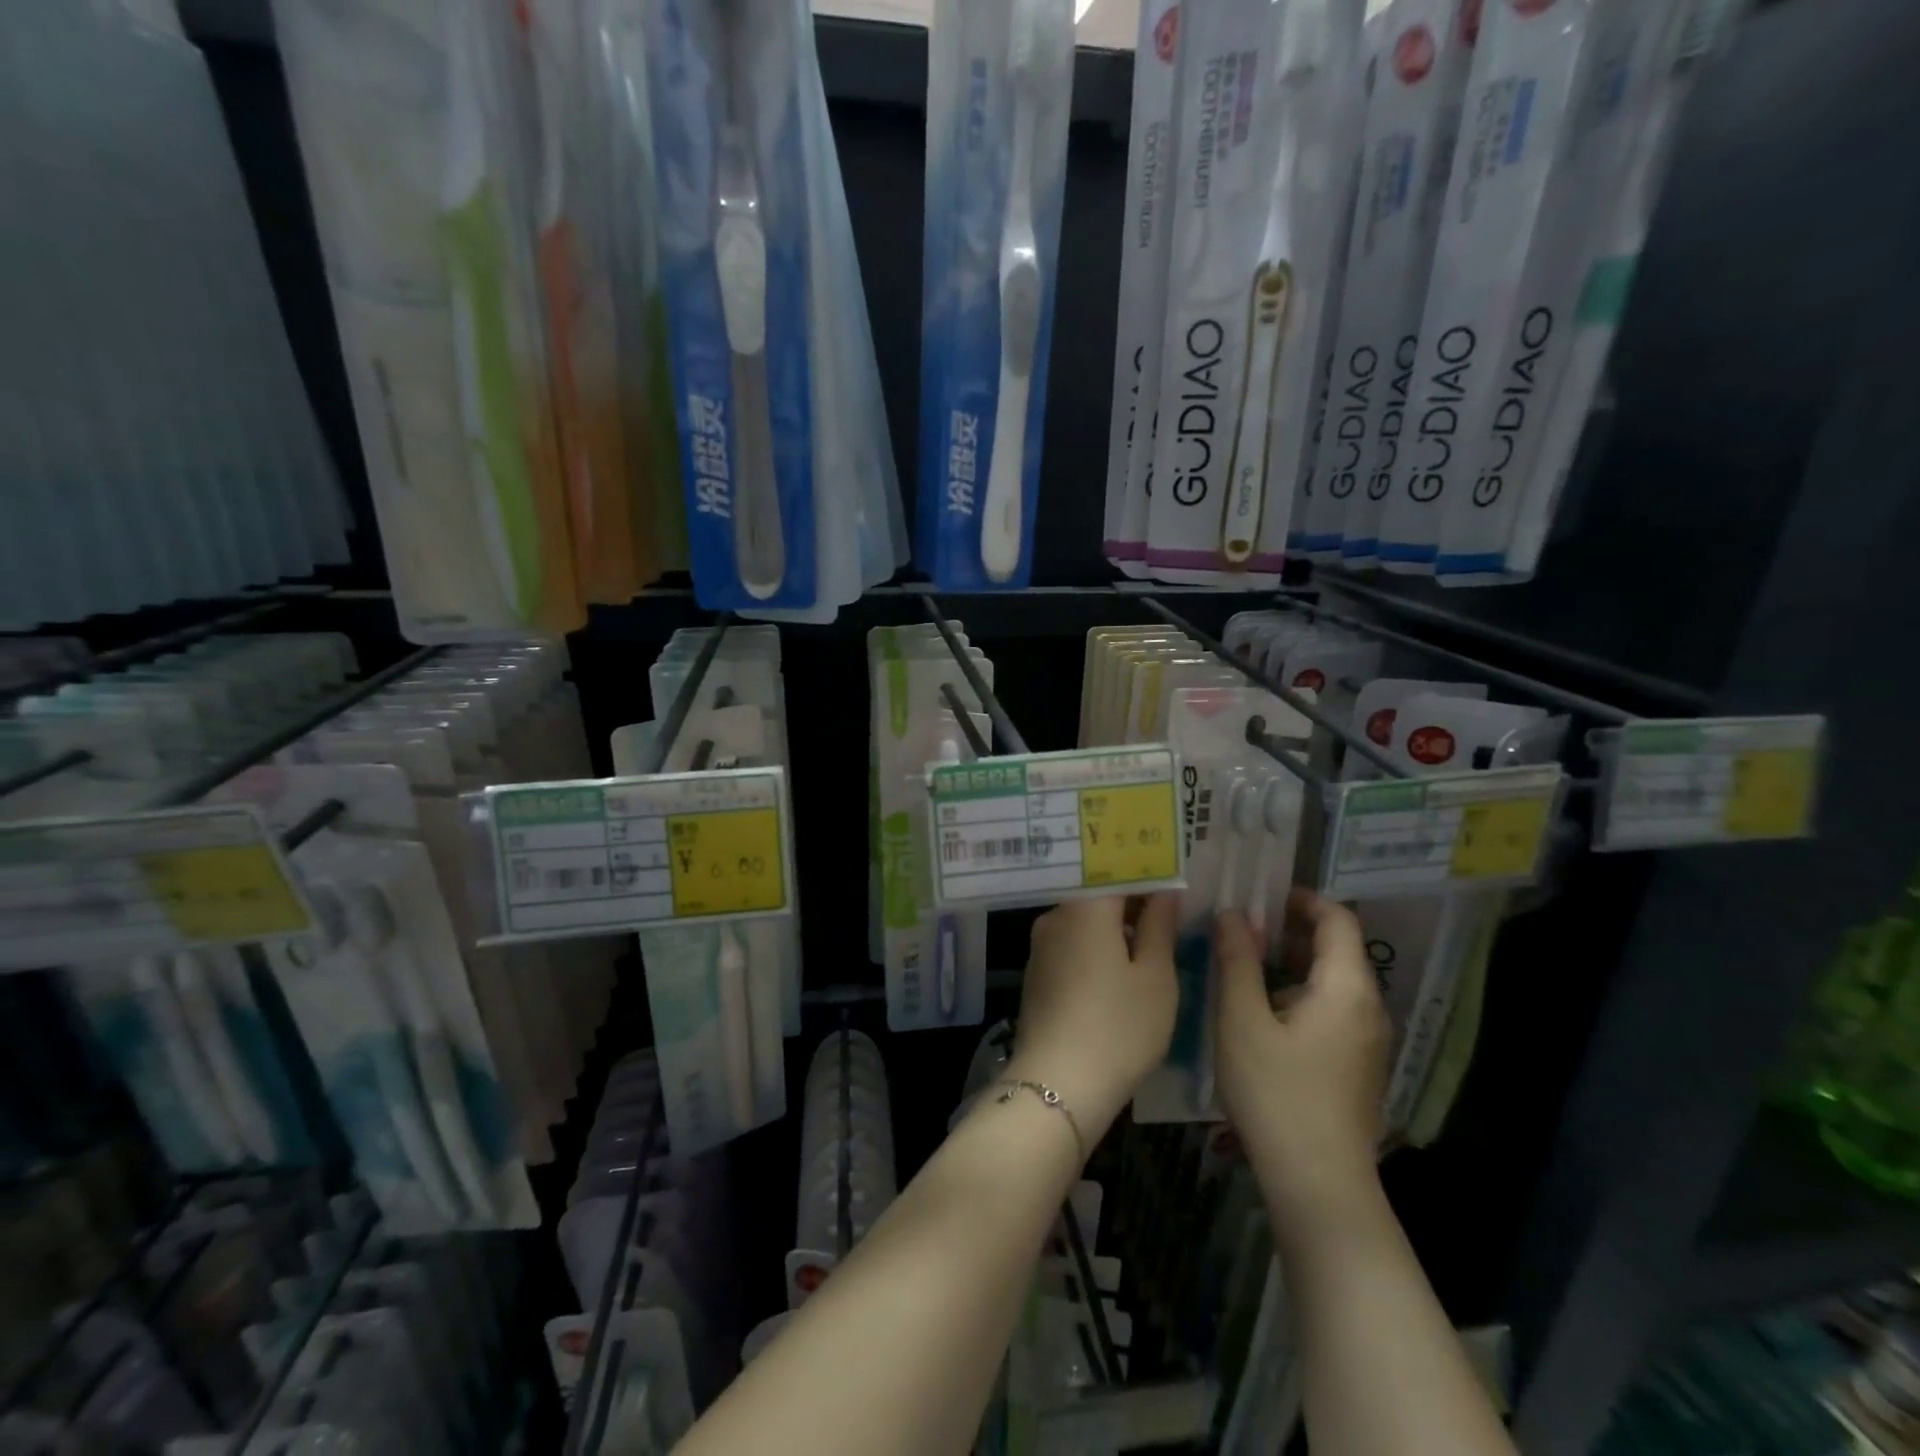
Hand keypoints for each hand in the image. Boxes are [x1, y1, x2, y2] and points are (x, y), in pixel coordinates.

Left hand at [1012, 894, 1179, 1136]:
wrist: (1058, 1085)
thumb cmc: (1119, 1026)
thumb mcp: (1156, 977)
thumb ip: (1160, 926)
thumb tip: (1165, 892)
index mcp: (1086, 906)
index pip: (1117, 870)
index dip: (1147, 874)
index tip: (1173, 882)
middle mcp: (1056, 916)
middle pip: (1097, 894)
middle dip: (1132, 901)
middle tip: (1168, 914)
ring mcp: (1040, 945)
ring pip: (1084, 920)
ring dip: (1114, 926)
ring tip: (1150, 944)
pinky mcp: (1036, 973)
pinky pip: (1071, 944)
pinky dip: (1095, 947)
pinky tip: (1118, 971)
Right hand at [1215, 890, 1389, 1215]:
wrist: (1319, 1183)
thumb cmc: (1276, 1092)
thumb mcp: (1242, 1020)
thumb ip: (1238, 960)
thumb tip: (1234, 914)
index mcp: (1347, 988)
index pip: (1338, 919)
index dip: (1302, 900)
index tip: (1259, 897)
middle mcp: (1369, 1007)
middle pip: (1338, 948)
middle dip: (1291, 929)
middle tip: (1241, 927)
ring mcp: (1368, 1040)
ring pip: (1334, 980)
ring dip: (1293, 962)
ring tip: (1244, 964)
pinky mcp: (1358, 1064)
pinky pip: (1334, 1008)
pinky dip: (1302, 992)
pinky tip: (1262, 1011)